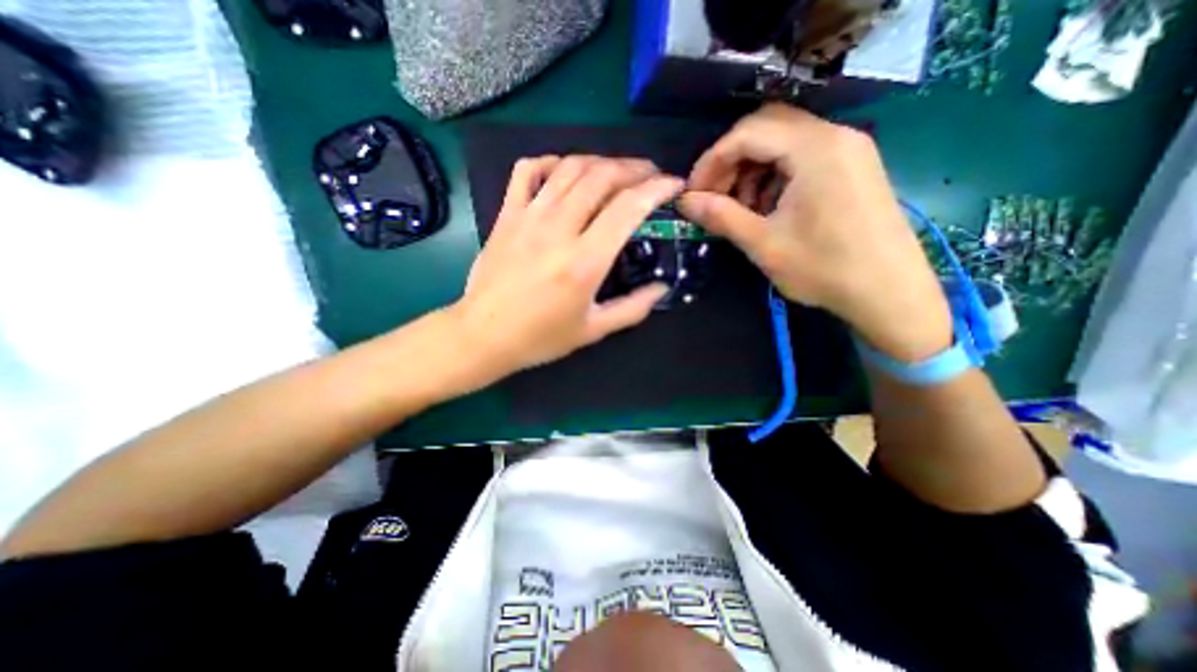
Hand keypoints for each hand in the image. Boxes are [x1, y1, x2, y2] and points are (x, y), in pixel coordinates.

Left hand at [447, 153, 676, 379]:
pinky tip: (564, 171)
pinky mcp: (506, 215)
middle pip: (601, 177)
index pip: (628, 207)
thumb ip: (633, 308)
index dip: (657, 189)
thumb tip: (662, 287)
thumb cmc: (540, 337)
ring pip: (569, 168)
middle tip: (650, 174)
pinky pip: (527, 171)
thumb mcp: (593, 330)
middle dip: (634, 168)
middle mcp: (559, 229)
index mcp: (585, 261)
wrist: (483, 335)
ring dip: (600, 161)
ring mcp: (529, 217)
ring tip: (616, 170)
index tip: (674, 184)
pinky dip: (551, 162)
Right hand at [677, 103, 948, 362]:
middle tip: (713, 197)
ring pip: (783, 143)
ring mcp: (848, 150)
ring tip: (740, 209)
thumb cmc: (824, 269)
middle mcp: (835, 136)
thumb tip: (685, 202)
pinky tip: (767, 208)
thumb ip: (721, 216)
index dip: (712, 160)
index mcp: (815, 149)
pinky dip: (774, 177)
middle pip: (766, 129)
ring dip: (751, 171)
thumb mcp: (763, 244)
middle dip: (731, 162)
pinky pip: (802, 158)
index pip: (748, 133)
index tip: (693, 193)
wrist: (890, 293)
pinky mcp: (853, 167)